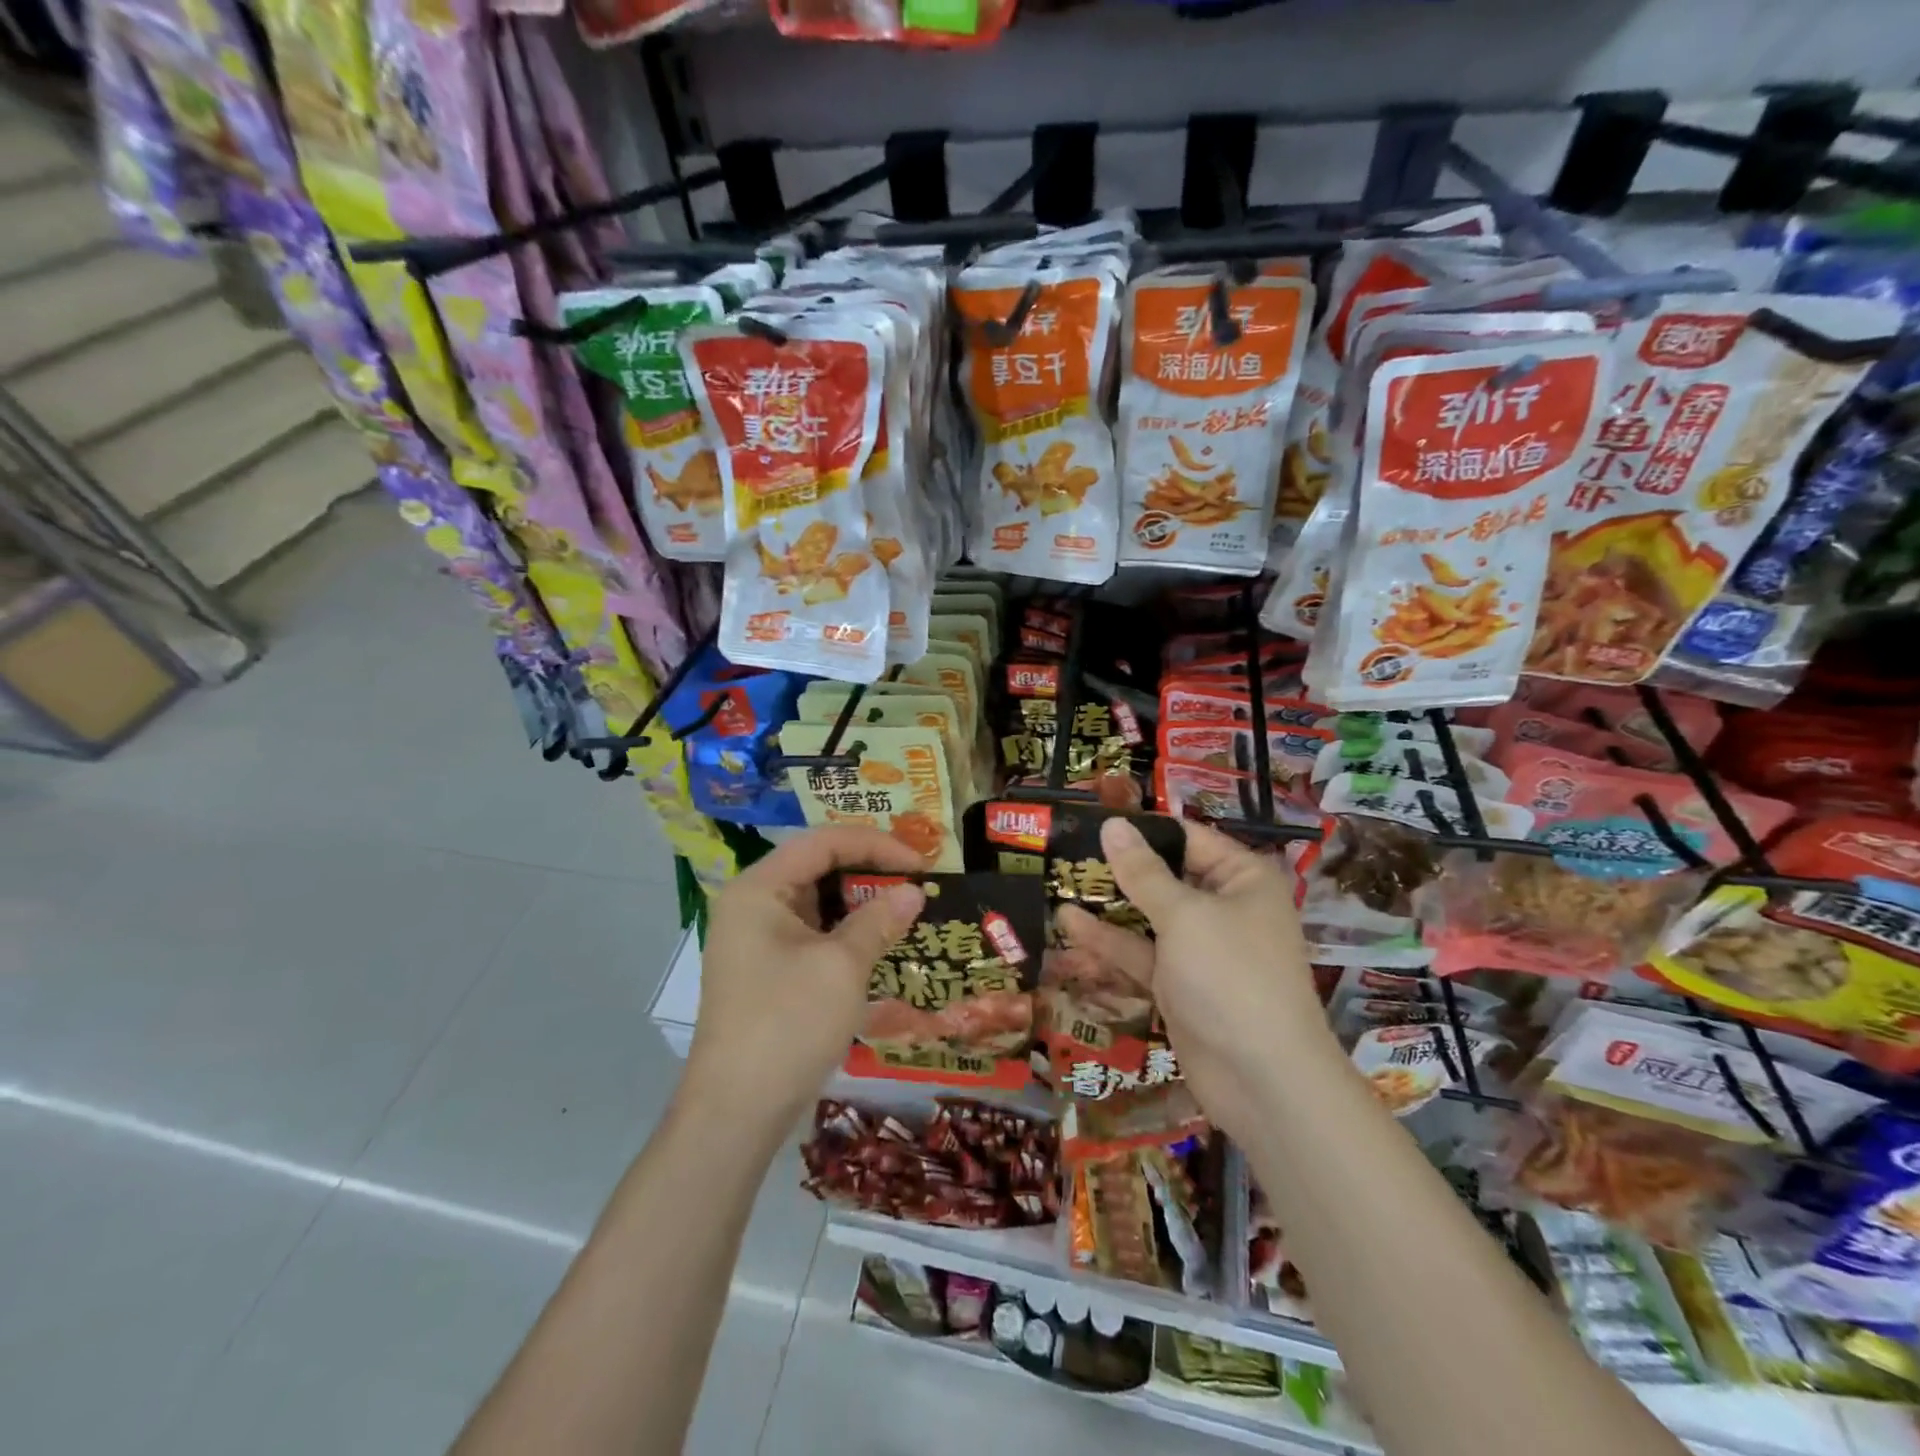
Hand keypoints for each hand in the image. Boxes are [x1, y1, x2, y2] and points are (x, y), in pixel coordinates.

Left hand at [687, 827, 924, 1121]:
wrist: (736, 1112)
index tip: (921, 863)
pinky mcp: (767, 969)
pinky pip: (813, 933)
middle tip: (917, 884)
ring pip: (818, 902)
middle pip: (818, 867)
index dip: (876, 844)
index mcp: (759, 888)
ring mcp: (757, 938)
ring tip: (906, 910)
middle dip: (870, 871)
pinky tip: (879, 943)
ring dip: (861, 903)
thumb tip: (914, 892)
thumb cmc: (788, 1025)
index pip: (823, 842)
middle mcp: (753, 904)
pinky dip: (847, 932)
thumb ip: (879, 920)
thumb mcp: (841, 967)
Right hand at [1056, 818, 1332, 1140]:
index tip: (1092, 819)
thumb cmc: (1231, 977)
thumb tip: (1112, 824)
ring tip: (1056, 882)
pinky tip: (1068, 924)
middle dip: (1118, 868)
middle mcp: (1223, 908)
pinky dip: (1108, 942)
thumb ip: (1143, 872)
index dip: (1142, 828)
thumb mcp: (1184, 915)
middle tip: (1065, 849)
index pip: (1188, 838)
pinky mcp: (1178, 984)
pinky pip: (1140, 954)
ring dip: (1107, 905)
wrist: (1263, 1081)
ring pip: (1146, 916)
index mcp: (1242, 879)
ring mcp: (1199, 949)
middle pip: (1164, 877)